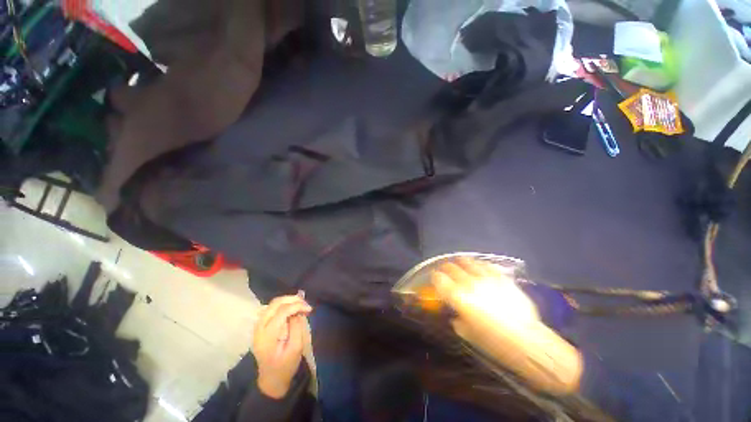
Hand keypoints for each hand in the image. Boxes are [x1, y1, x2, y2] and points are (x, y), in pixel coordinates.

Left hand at [253, 295, 311, 398]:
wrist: (271, 379)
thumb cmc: (285, 366)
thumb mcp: (296, 349)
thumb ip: (297, 328)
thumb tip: (298, 312)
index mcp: (267, 335)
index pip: (282, 311)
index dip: (297, 306)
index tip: (310, 309)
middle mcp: (259, 327)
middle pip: (275, 303)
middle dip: (292, 299)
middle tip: (305, 303)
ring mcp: (258, 326)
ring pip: (273, 304)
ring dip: (288, 301)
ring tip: (301, 304)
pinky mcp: (261, 326)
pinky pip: (272, 308)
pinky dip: (283, 305)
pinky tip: (293, 308)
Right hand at [431, 257, 581, 394]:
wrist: (527, 342)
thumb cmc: (494, 343)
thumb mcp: (468, 334)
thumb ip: (458, 320)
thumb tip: (456, 314)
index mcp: (458, 297)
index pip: (439, 279)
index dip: (435, 276)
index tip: (435, 278)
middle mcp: (469, 283)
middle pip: (451, 268)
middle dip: (445, 268)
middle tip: (445, 270)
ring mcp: (486, 278)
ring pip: (468, 262)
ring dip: (461, 262)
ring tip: (460, 263)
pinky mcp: (502, 278)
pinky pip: (486, 266)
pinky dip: (479, 265)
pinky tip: (478, 266)